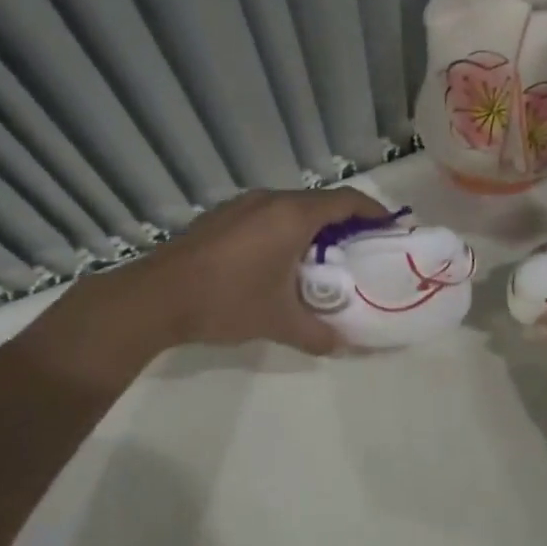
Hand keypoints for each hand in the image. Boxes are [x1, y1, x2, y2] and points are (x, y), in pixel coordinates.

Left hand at [38, 188, 394, 368]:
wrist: (155, 297)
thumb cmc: (226, 301)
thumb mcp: (278, 322)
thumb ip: (317, 333)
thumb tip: (340, 345)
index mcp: (292, 216)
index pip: (347, 201)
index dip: (373, 212)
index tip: (391, 229)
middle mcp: (270, 200)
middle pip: (319, 203)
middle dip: (344, 224)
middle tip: (358, 253)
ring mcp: (241, 205)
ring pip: (290, 208)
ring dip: (311, 228)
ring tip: (319, 261)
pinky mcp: (221, 216)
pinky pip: (266, 215)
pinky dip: (283, 231)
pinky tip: (276, 262)